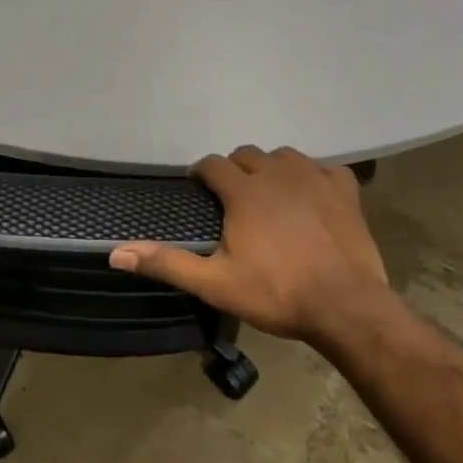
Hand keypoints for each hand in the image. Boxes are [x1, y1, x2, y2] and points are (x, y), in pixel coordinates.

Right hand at [109, 145, 394, 344]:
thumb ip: (167, 263)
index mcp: (243, 191)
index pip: (212, 164)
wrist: (345, 307)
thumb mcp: (215, 283)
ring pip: (284, 156)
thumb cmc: (276, 293)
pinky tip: (312, 196)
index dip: (201, 173)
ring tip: (270, 195)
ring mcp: (315, 177)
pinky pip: (325, 168)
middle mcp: (276, 173)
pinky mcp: (345, 190)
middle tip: (232, 199)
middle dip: (235, 170)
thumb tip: (116, 253)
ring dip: (272, 169)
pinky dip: (314, 177)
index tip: (198, 190)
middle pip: (247, 155)